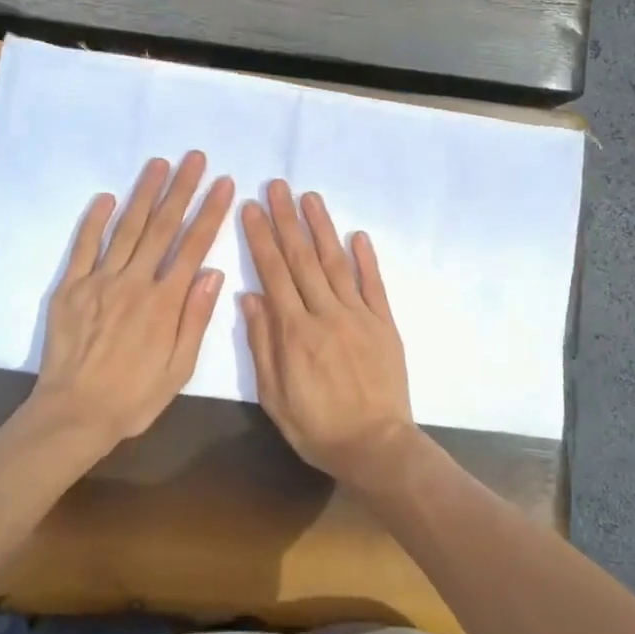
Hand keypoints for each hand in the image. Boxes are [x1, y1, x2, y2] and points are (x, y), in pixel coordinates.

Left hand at [30, 152, 234, 450]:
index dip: (210, 212)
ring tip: (159, 163)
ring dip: (144, 193)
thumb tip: (213, 272)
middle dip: (182, 189)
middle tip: (195, 158)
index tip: (224, 184)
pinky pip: (84, 247)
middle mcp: (134, 282)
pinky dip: (95, 220)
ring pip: (127, 228)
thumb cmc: (134, 396)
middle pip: (162, 227)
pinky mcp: (70, 287)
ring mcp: (100, 281)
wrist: (73, 415)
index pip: (193, 246)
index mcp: (164, 302)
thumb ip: (195, 317)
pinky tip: (107, 197)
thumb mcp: (179, 368)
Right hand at [239, 180, 418, 489]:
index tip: (251, 207)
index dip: (261, 238)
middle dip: (287, 220)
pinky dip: (365, 258)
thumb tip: (250, 295)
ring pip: (336, 263)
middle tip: (277, 186)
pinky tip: (357, 234)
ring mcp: (359, 315)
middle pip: (302, 259)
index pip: (274, 273)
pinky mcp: (385, 323)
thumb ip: (263, 344)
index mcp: (295, 332)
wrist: (376, 447)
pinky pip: (374, 284)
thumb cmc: (318, 428)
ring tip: (309, 197)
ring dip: (322, 227)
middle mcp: (326, 314)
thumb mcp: (275, 397)